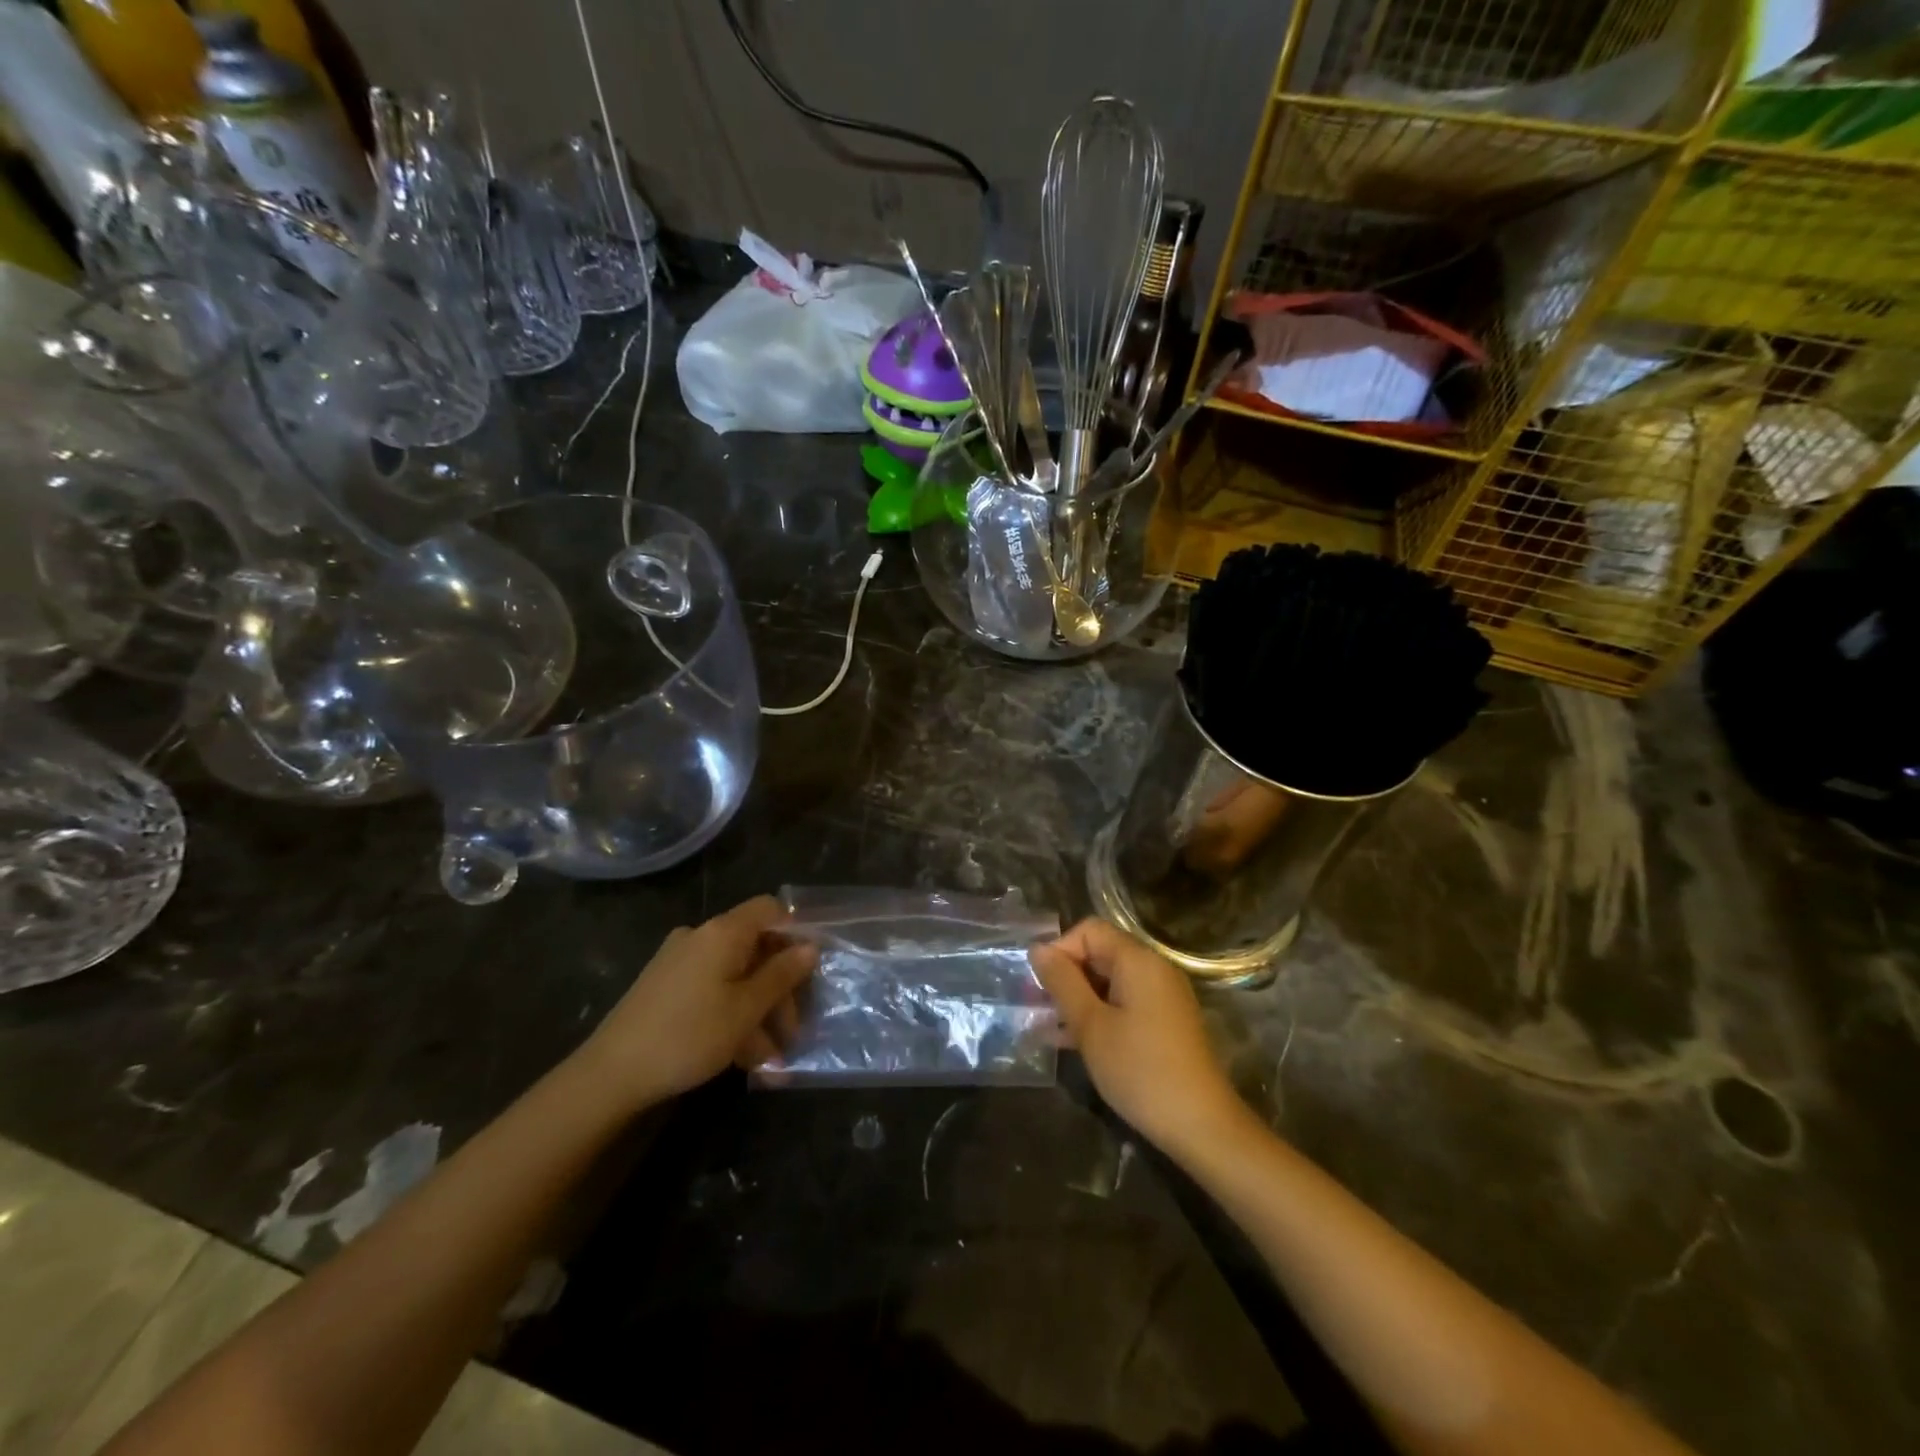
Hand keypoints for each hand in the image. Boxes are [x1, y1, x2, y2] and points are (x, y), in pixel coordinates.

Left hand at [583, 896, 816, 1109]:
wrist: (610, 1075)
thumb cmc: (688, 1035)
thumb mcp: (746, 1009)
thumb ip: (781, 976)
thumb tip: (810, 948)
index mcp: (723, 932)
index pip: (770, 910)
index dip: (796, 933)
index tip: (812, 970)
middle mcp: (701, 937)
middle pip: (756, 949)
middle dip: (779, 990)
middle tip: (793, 1033)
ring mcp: (680, 963)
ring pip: (736, 978)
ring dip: (759, 1014)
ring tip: (772, 1061)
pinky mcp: (666, 988)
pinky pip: (713, 992)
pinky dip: (732, 1018)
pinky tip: (745, 1059)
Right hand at [1030, 918, 1248, 1157]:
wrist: (1201, 1126)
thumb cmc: (1140, 1070)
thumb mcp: (1090, 1025)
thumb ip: (1062, 982)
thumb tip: (1038, 949)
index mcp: (1138, 960)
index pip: (1089, 930)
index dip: (1060, 950)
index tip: (1041, 986)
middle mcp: (1154, 968)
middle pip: (1100, 953)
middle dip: (1065, 976)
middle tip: (1037, 1009)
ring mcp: (1163, 996)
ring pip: (1109, 982)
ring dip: (1078, 999)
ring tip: (1047, 1028)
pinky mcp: (1165, 1022)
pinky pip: (1124, 1003)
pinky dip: (1098, 1014)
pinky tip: (1072, 1042)